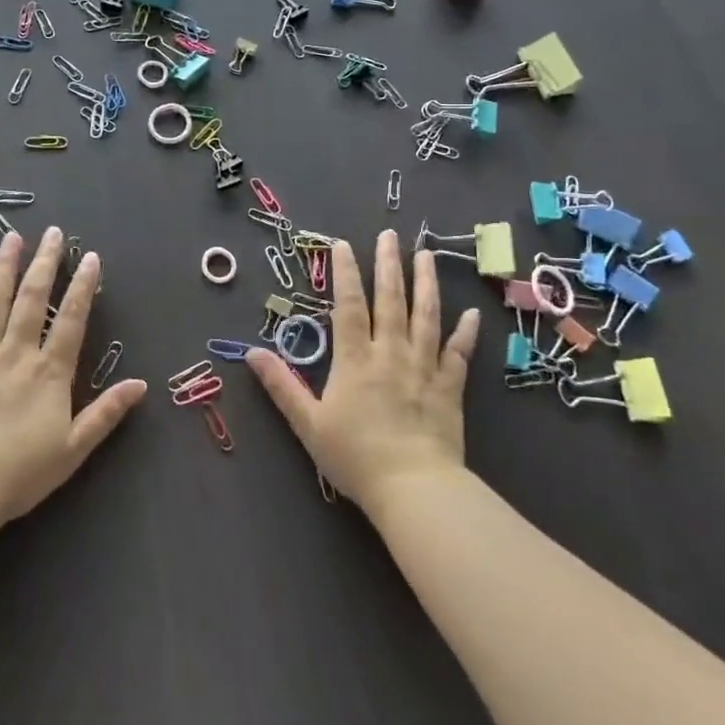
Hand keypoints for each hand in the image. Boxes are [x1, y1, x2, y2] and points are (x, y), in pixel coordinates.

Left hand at [0, 227, 146, 528]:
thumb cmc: (20, 472)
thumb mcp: (74, 449)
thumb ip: (106, 413)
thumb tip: (141, 385)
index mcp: (50, 372)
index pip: (72, 319)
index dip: (83, 286)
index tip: (89, 256)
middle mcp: (17, 353)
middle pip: (33, 299)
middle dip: (45, 263)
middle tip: (52, 232)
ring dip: (5, 268)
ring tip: (12, 238)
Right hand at [247, 230, 478, 511]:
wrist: (413, 489)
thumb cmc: (355, 457)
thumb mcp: (308, 423)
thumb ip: (282, 386)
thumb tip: (252, 353)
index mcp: (355, 359)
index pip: (348, 305)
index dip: (345, 272)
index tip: (342, 243)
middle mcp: (391, 353)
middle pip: (391, 300)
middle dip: (389, 264)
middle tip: (390, 234)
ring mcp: (424, 367)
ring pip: (426, 316)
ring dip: (427, 283)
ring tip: (427, 254)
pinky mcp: (449, 388)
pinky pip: (459, 354)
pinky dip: (465, 333)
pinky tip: (472, 314)